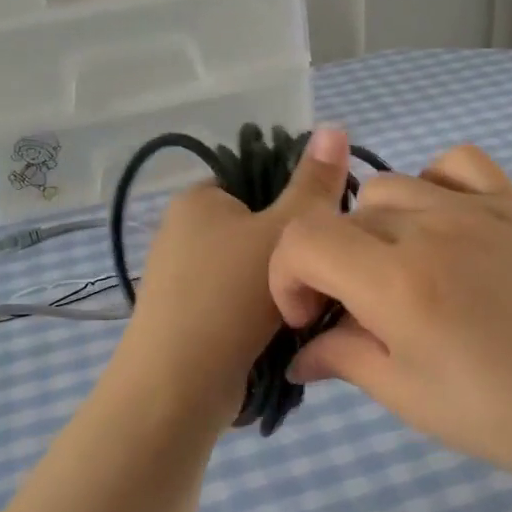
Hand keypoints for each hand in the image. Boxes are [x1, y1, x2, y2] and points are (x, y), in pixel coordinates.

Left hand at [112, 126, 350, 427]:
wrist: (177, 386)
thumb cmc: (231, 297)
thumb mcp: (285, 232)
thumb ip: (314, 185)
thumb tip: (335, 125)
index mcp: (199, 198)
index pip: (261, 181)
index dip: (299, 202)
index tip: (328, 234)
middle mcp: (182, 232)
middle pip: (258, 229)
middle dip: (294, 254)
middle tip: (324, 279)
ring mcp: (180, 279)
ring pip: (251, 272)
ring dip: (281, 288)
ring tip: (307, 312)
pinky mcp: (185, 319)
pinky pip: (235, 304)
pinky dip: (260, 316)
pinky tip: (282, 336)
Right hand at [270, 144, 511, 511]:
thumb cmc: (509, 417)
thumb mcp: (412, 398)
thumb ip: (346, 359)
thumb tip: (301, 353)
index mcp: (397, 280)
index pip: (303, 239)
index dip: (287, 277)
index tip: (310, 318)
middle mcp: (431, 227)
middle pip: (345, 218)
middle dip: (332, 265)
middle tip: (360, 315)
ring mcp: (480, 208)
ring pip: (392, 188)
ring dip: (376, 229)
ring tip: (404, 274)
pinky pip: (457, 165)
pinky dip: (434, 186)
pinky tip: (447, 228)